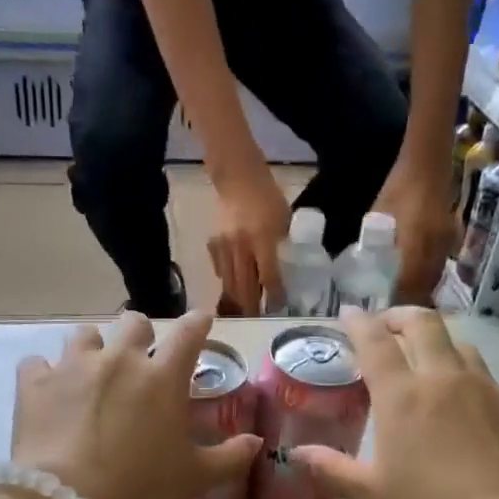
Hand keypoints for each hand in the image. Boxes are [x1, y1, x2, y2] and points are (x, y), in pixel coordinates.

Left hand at [10, 310, 261, 498]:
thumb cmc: (140, 490)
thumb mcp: (194, 479)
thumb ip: (230, 456)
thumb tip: (256, 441)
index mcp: (162, 378)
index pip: (189, 333)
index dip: (198, 322)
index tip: (201, 319)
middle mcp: (119, 360)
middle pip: (133, 323)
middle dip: (141, 335)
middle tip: (140, 357)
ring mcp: (73, 367)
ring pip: (84, 335)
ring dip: (92, 349)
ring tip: (90, 373)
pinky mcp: (34, 384)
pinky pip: (36, 363)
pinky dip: (44, 374)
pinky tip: (47, 392)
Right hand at [206, 164, 289, 314]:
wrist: (237, 178)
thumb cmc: (267, 196)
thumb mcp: (284, 219)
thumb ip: (283, 244)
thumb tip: (285, 268)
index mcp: (262, 240)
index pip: (269, 277)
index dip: (274, 295)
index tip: (278, 308)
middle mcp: (241, 248)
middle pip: (244, 287)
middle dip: (251, 307)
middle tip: (257, 320)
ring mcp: (224, 248)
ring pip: (229, 284)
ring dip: (237, 300)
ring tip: (244, 313)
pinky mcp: (213, 245)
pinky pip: (220, 271)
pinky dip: (227, 282)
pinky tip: (232, 288)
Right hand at [292, 307, 498, 498]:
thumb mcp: (372, 494)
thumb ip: (331, 469)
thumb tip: (296, 454)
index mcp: (403, 396)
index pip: (375, 342)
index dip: (358, 322)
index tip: (349, 313)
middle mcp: (445, 379)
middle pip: (423, 324)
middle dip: (400, 316)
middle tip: (388, 325)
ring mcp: (489, 389)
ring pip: (461, 347)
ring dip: (438, 344)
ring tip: (429, 362)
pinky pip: (490, 381)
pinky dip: (470, 383)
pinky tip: (469, 412)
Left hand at [372, 158, 460, 305]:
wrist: (428, 164)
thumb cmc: (398, 189)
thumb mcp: (378, 219)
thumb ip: (374, 247)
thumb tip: (365, 270)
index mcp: (415, 247)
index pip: (408, 286)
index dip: (397, 303)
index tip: (384, 315)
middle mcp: (434, 251)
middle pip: (424, 288)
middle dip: (409, 303)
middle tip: (392, 312)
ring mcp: (446, 246)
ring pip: (434, 279)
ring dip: (420, 292)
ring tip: (402, 302)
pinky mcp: (451, 241)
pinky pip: (439, 268)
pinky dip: (428, 278)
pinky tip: (416, 282)